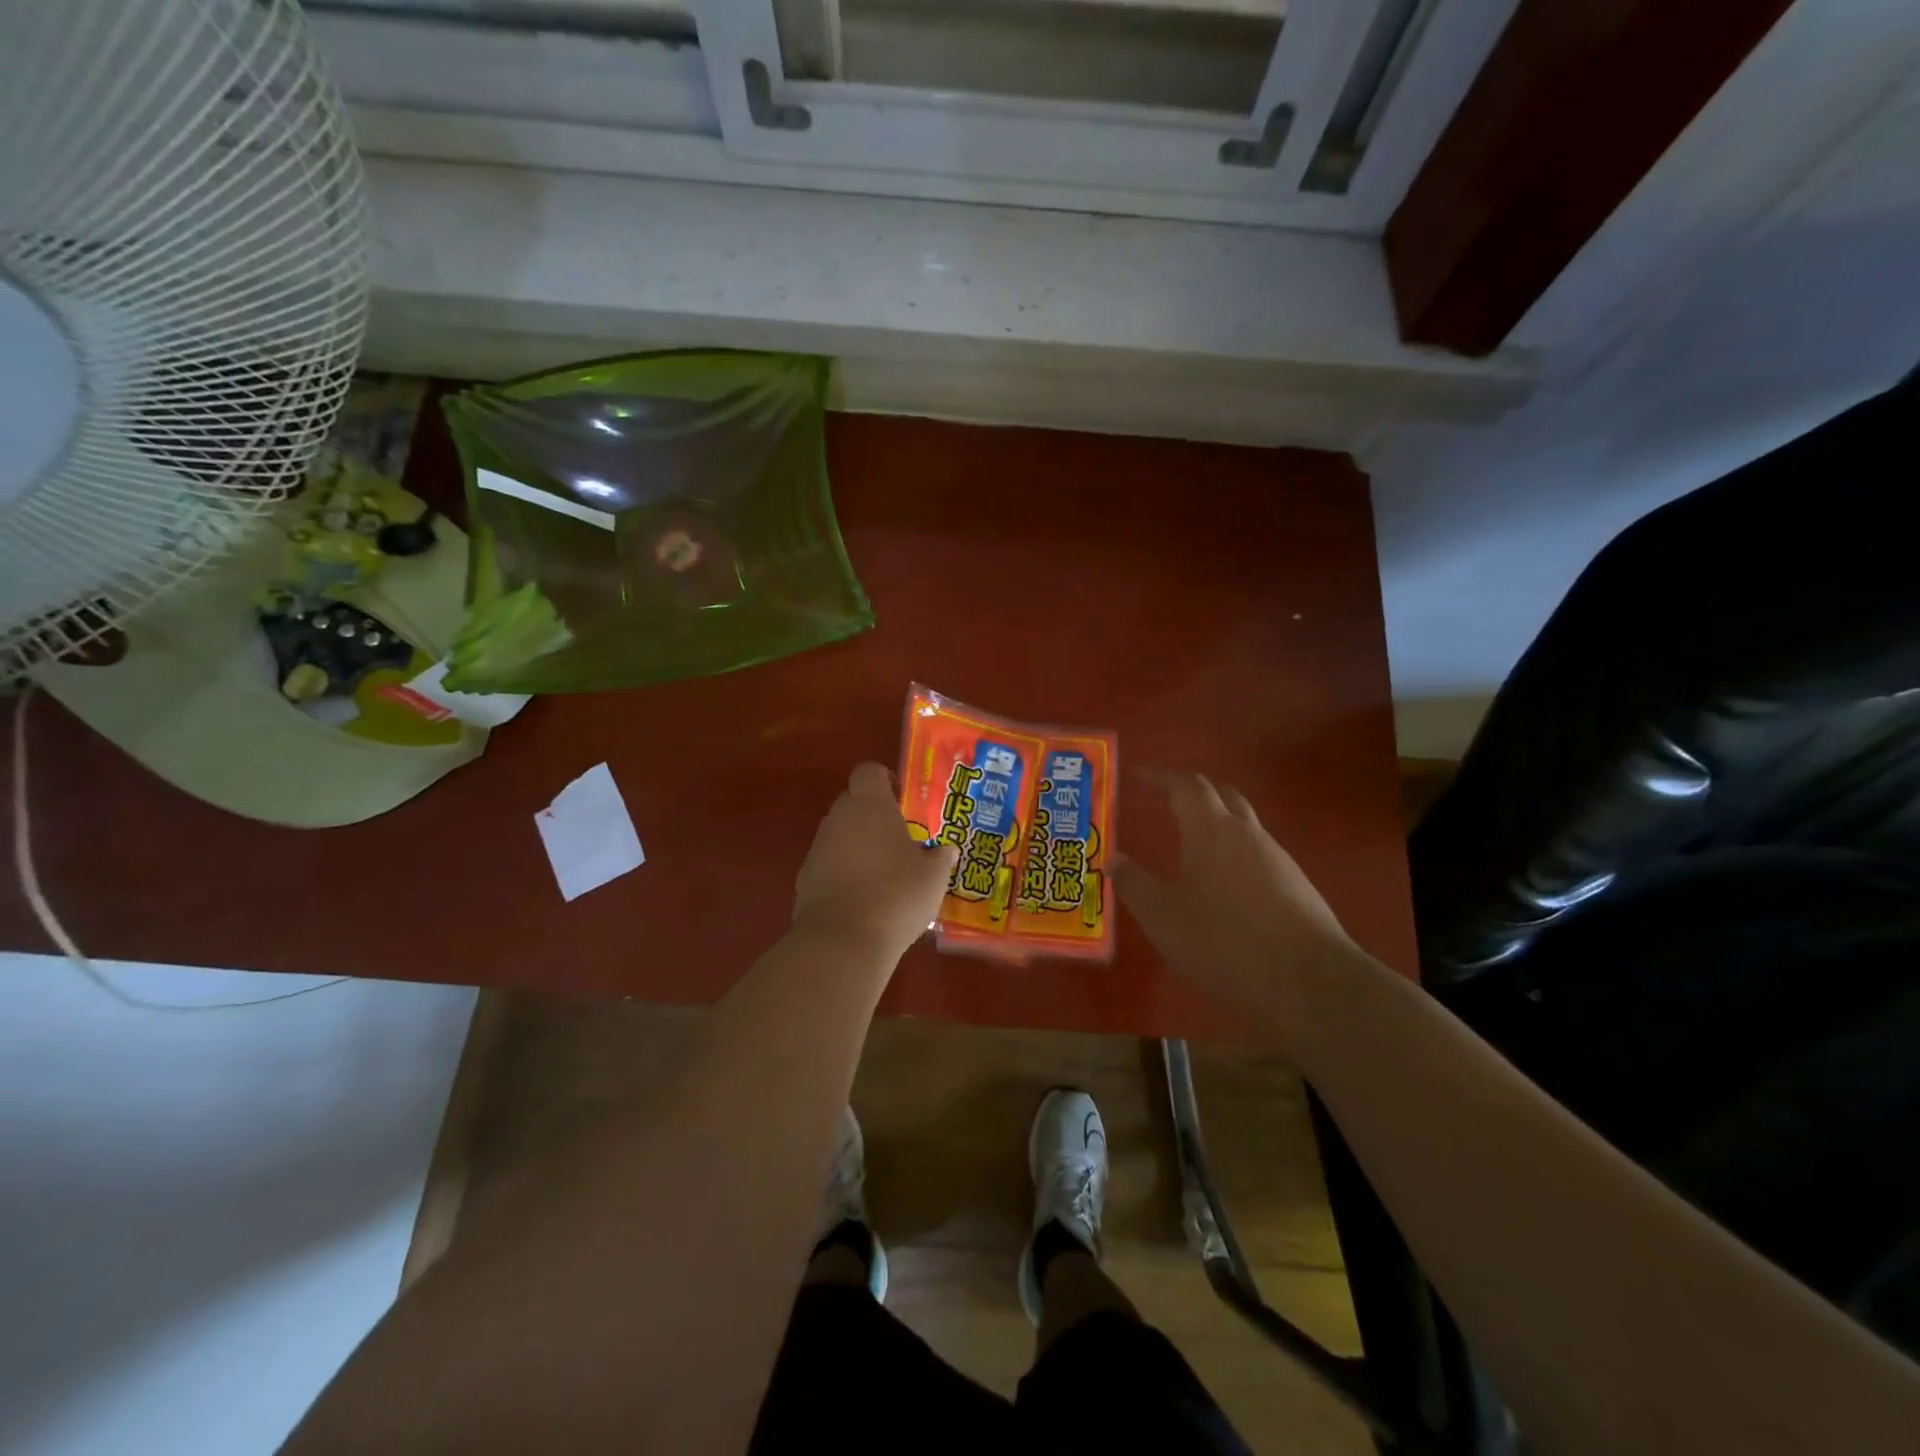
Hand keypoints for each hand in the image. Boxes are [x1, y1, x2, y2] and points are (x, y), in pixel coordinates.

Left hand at [793, 762, 959, 960]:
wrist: (843, 940)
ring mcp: (817, 848)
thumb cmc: (896, 894)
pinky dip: (843, 873)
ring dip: (858, 846)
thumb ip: (940, 858)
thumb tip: (947, 850)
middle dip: (873, 815)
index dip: (884, 779)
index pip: (869, 771)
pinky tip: (864, 898)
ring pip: (840, 835)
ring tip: (885, 873)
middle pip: (853, 802)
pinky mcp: (805, 879)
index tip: (902, 798)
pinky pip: (829, 865)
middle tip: (900, 838)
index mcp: (870, 805)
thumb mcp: (933, 877)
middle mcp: (839, 818)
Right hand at [1112, 771, 1354, 1019]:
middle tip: (1165, 800)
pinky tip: (1224, 885)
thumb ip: (1134, 884)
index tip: (1137, 776)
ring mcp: (1277, 859)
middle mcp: (1247, 834)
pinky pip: (1258, 855)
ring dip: (1216, 823)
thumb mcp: (1163, 917)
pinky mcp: (1296, 887)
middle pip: (1221, 795)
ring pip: (1243, 825)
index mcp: (1211, 830)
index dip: (1160, 777)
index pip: (1185, 786)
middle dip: (1192, 791)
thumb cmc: (1224, 941)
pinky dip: (1234, 854)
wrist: (1310, 982)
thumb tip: (1114, 859)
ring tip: (1190, 845)